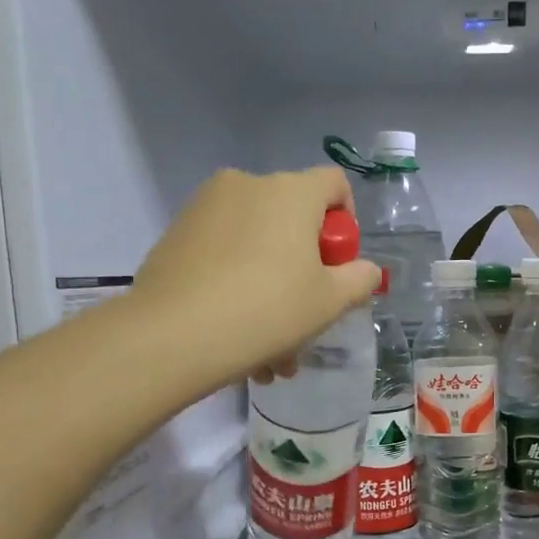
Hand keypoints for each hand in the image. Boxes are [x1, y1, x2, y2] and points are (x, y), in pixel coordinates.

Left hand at [125, 167, 381, 392]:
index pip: (335, 184)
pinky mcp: (176, 235)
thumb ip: (360, 279)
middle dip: (305, 273)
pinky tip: (238, 338)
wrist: (174, 335)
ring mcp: (205, 208)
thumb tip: (364, 269)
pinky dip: (238, 288)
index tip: (339, 266)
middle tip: (306, 322)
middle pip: (293, 221)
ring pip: (257, 247)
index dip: (347, 223)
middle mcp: (247, 185)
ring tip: (271, 354)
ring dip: (272, 292)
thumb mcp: (330, 301)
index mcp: (290, 191)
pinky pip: (224, 256)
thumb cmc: (268, 310)